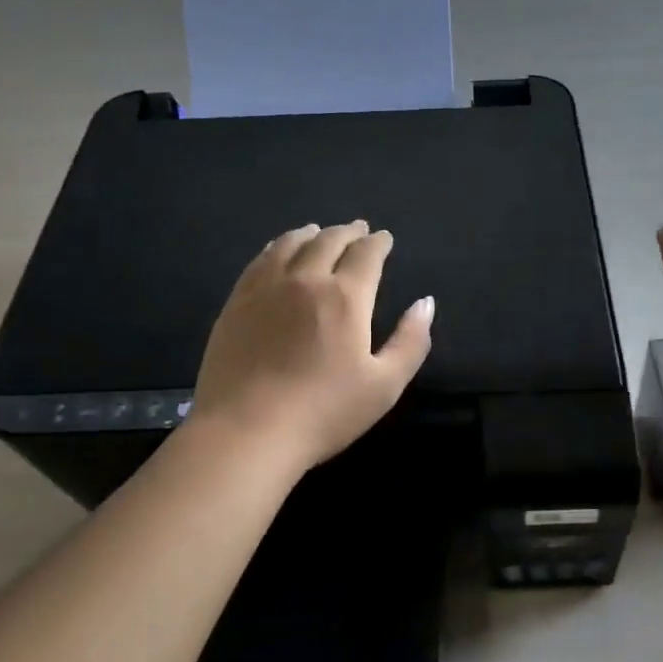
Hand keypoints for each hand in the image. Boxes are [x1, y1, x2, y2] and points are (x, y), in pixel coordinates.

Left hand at [191, 221, 434, 469]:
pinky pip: (259, 261)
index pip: (366, 255)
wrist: (246, 432)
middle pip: (328, 241)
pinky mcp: (236, 303)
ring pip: (290, 244)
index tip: (384, 238)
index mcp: (346, 297)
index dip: (378, 243)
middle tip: (357, 229)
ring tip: (318, 231)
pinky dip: (276, 247)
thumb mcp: (384, 385)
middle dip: (348, 232)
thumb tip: (426, 303)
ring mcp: (265, 289)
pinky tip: (277, 251)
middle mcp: (305, 280)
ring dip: (310, 234)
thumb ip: (410, 341)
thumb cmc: (323, 413)